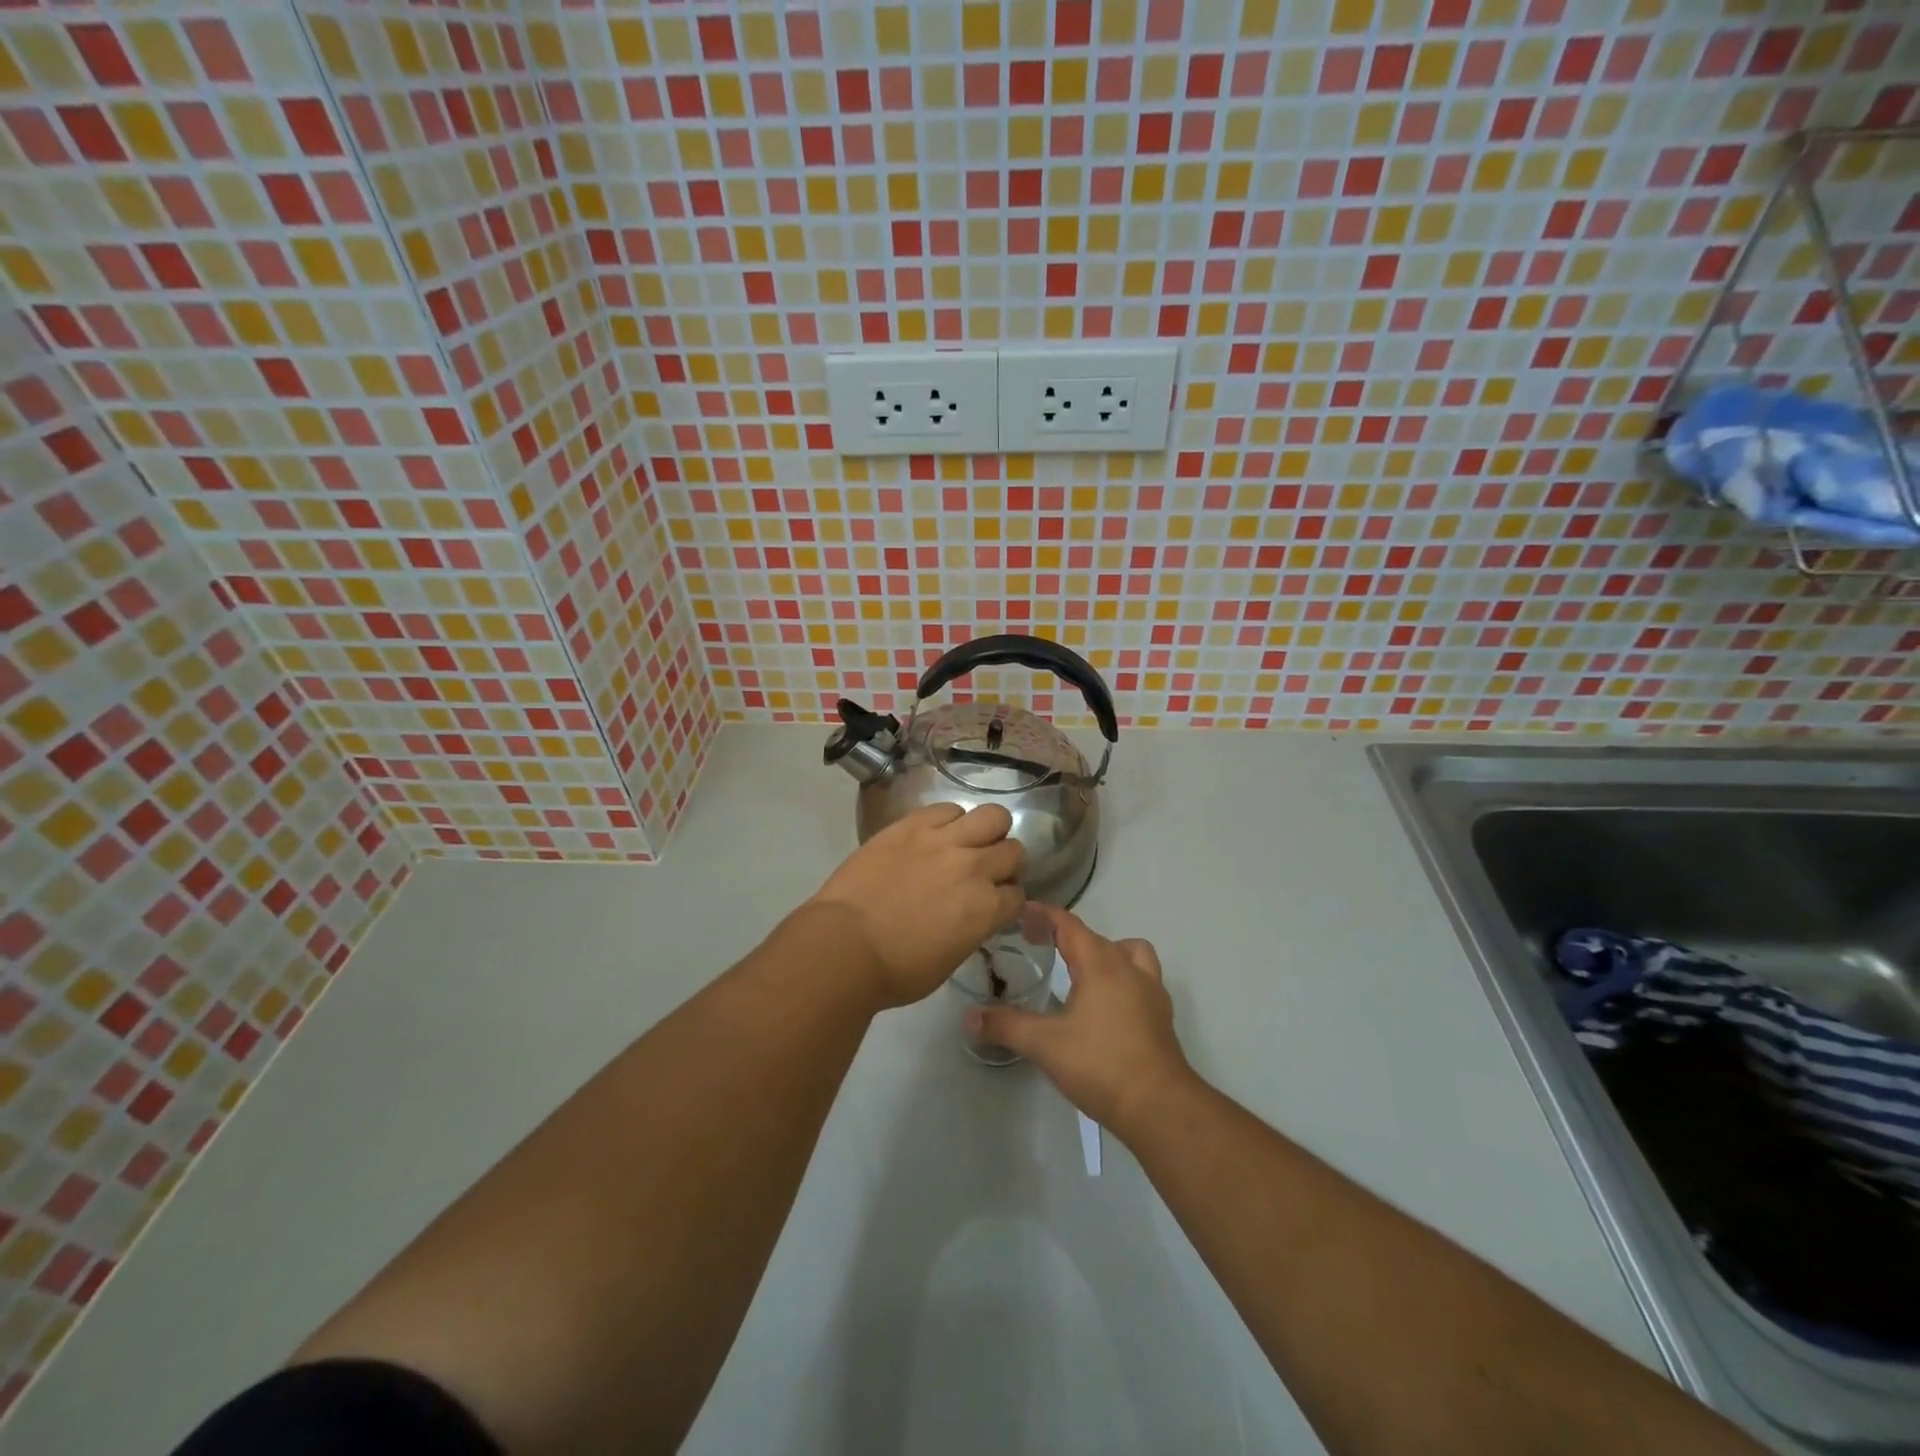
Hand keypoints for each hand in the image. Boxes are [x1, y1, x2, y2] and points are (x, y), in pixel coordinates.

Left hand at [806, 803, 1025, 1008]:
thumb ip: (972, 928)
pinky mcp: (913, 824)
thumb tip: (972, 914)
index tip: (994, 904)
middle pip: (1013, 850)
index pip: (1018, 895)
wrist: (844, 945)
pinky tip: (937, 833)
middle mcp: (974, 868)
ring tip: (969, 842)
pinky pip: (947, 808)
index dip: (1007, 900)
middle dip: (1004, 863)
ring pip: (992, 816)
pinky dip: (950, 820)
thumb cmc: (896, 970)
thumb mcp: (950, 958)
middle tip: (984, 872)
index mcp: (987, 909)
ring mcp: (944, 841)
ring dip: (988, 831)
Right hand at [966, 906, 1192, 1136]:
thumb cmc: (1100, 1064)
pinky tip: (1106, 1005)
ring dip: (1105, 952)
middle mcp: (1128, 967)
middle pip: (1095, 937)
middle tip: (1038, 945)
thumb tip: (970, 1017)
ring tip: (1082, 971)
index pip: (1068, 924)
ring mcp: (1151, 991)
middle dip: (1066, 934)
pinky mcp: (1161, 1015)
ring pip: (1129, 952)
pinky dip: (1123, 978)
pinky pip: (1142, 979)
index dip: (1043, 914)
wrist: (1159, 1105)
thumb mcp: (1044, 1044)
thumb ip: (1006, 1026)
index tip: (1019, 914)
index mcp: (1100, 964)